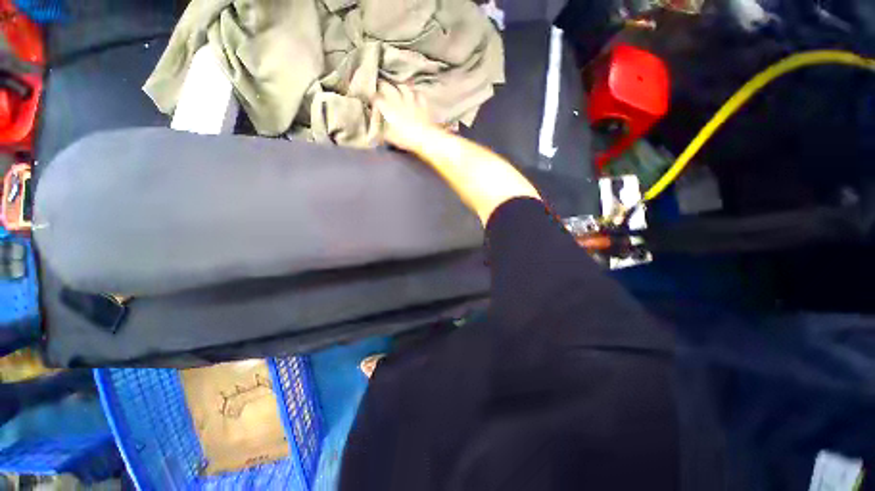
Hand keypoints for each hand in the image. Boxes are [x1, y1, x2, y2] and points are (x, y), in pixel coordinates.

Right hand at [374, 82, 440, 151]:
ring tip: (397, 86)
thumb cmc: (406, 139)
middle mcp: (399, 101)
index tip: (371, 99)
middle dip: (382, 85)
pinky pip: (419, 94)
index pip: (377, 99)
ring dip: (399, 86)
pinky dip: (416, 93)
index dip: (373, 98)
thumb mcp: (391, 138)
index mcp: (389, 109)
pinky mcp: (422, 104)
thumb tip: (376, 133)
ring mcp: (412, 101)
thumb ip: (382, 133)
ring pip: (404, 87)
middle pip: (388, 87)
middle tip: (380, 85)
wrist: (425, 138)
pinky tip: (415, 94)